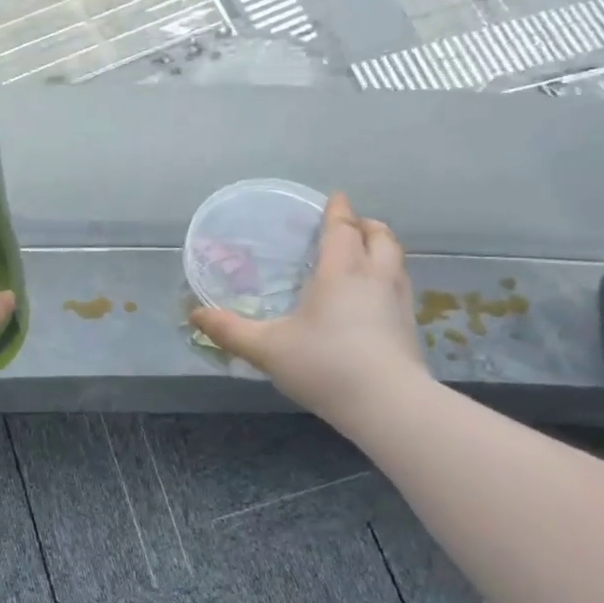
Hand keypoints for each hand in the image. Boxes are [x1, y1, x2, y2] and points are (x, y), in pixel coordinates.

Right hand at [190, 193, 428, 428]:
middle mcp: (374, 277)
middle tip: (348, 226)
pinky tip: (371, 298)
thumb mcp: (267, 349)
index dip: (338, 210)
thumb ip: (230, 331)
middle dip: (365, 225)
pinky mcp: (409, 327)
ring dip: (380, 249)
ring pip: (395, 260)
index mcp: (340, 271)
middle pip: (379, 236)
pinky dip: (386, 277)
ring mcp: (397, 302)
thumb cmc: (325, 365)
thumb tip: (194, 316)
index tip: (335, 198)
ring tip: (362, 255)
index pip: (342, 229)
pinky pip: (399, 286)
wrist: (389, 405)